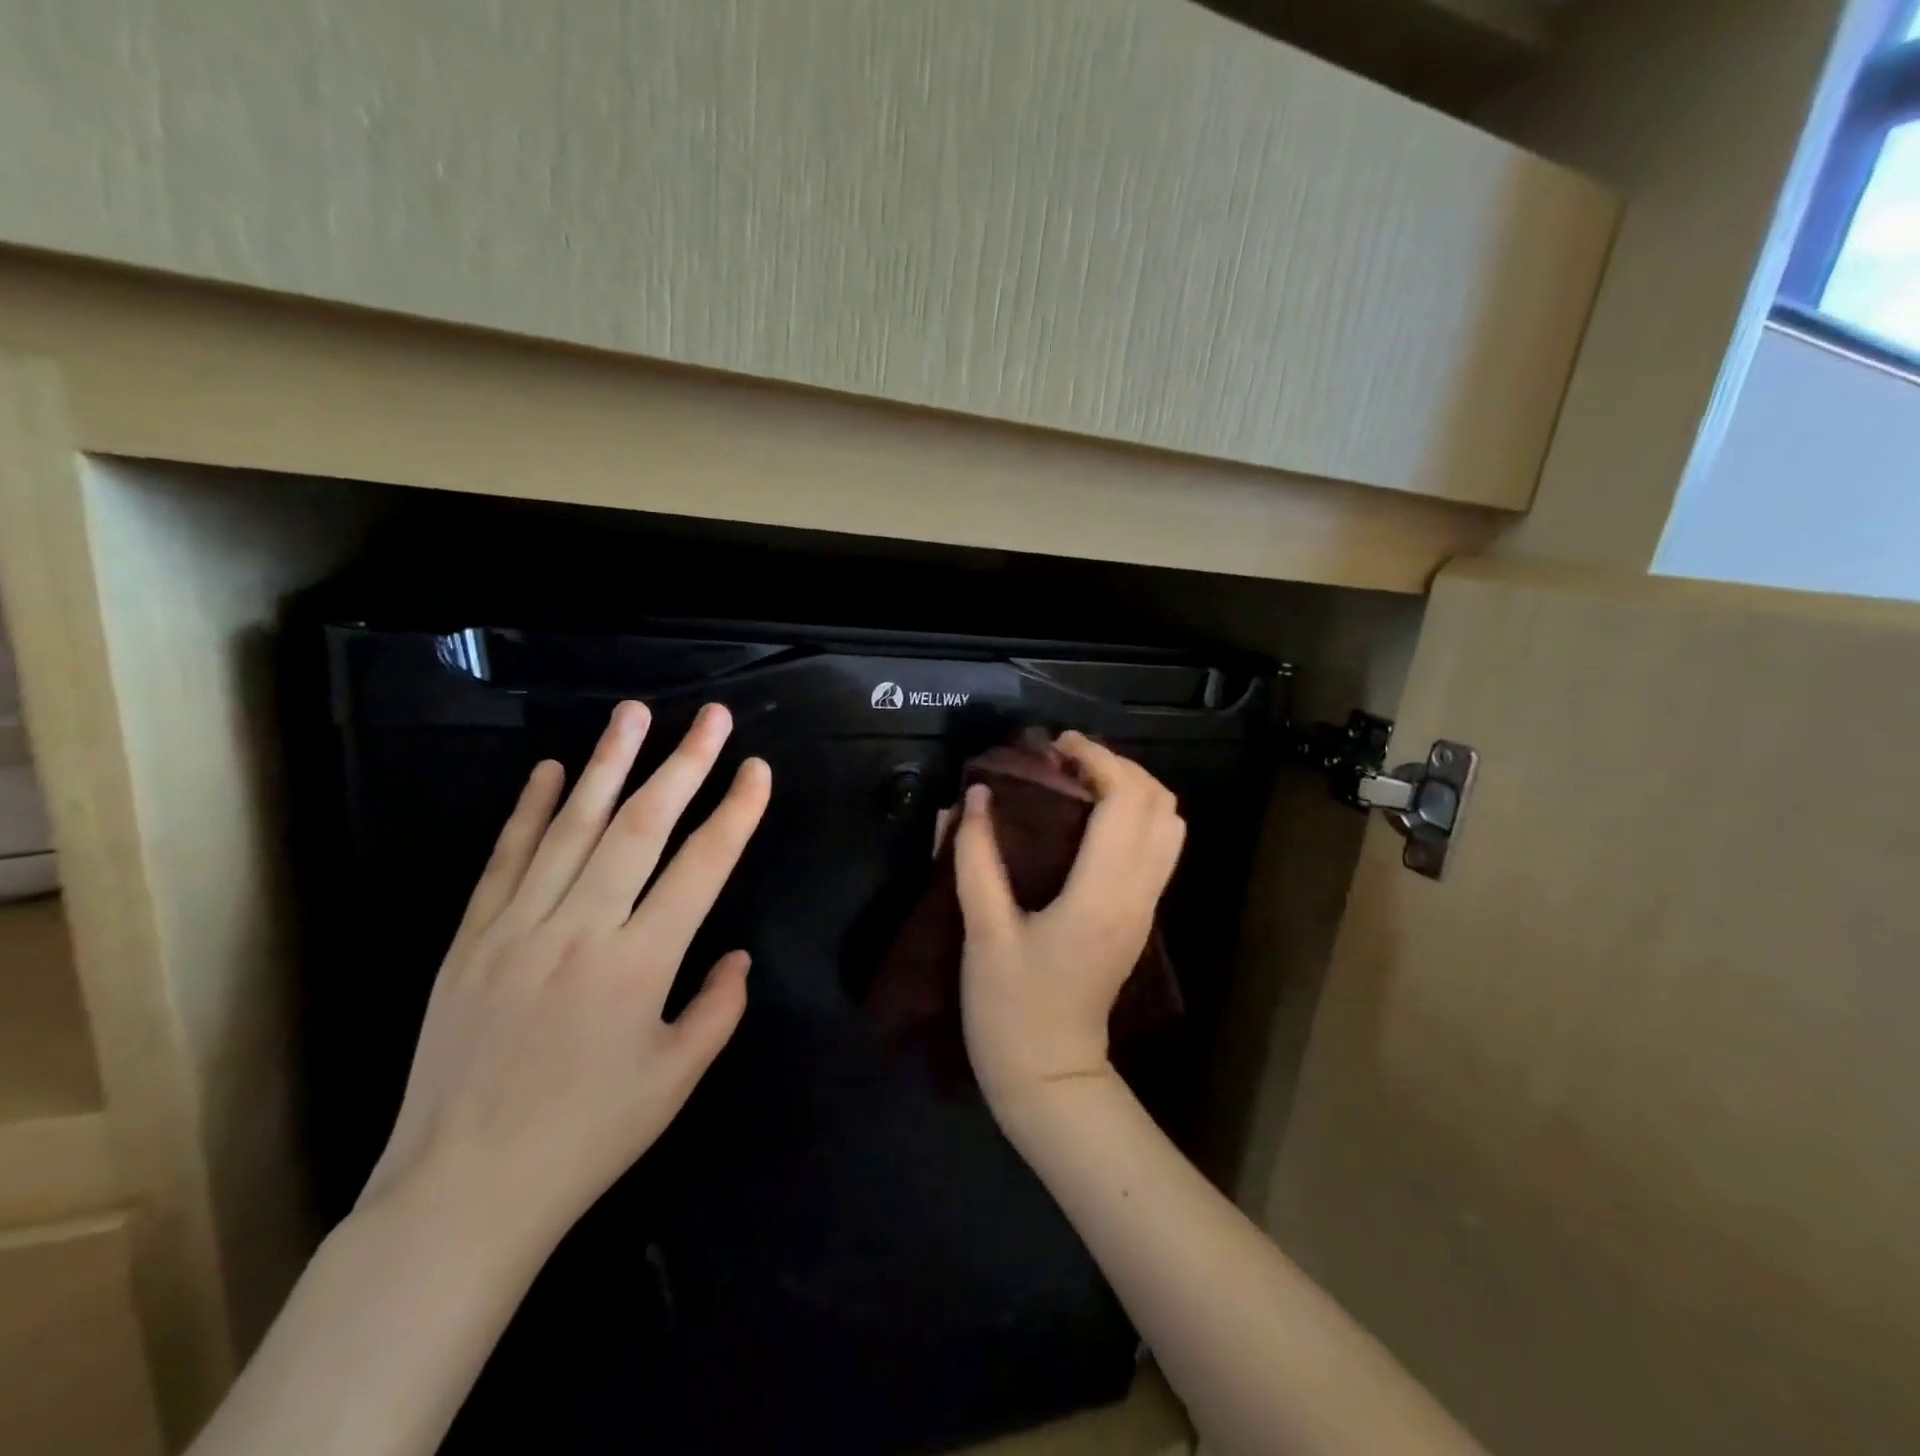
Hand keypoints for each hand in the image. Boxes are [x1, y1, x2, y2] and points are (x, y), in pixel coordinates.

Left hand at [359, 700, 771, 1248]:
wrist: (462, 1191)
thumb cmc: (587, 1137)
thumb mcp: (676, 1079)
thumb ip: (718, 1008)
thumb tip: (736, 956)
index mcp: (638, 965)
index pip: (700, 867)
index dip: (735, 813)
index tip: (757, 769)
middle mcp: (580, 930)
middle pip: (640, 828)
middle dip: (683, 765)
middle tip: (711, 717)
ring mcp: (518, 928)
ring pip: (573, 828)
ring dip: (609, 764)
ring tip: (633, 714)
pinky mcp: (472, 939)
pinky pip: (506, 860)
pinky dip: (531, 811)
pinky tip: (552, 771)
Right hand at [953, 732, 1184, 1112]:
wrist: (1051, 1078)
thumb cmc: (1011, 1010)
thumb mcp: (983, 932)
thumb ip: (976, 858)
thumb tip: (975, 797)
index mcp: (1102, 893)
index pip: (1126, 801)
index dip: (1097, 759)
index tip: (1055, 746)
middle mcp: (1137, 893)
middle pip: (1161, 804)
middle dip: (1119, 766)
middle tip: (1065, 761)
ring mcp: (1146, 907)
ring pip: (1170, 826)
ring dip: (1133, 790)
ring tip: (1081, 783)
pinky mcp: (1140, 917)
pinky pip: (1159, 848)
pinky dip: (1136, 816)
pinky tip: (1090, 820)